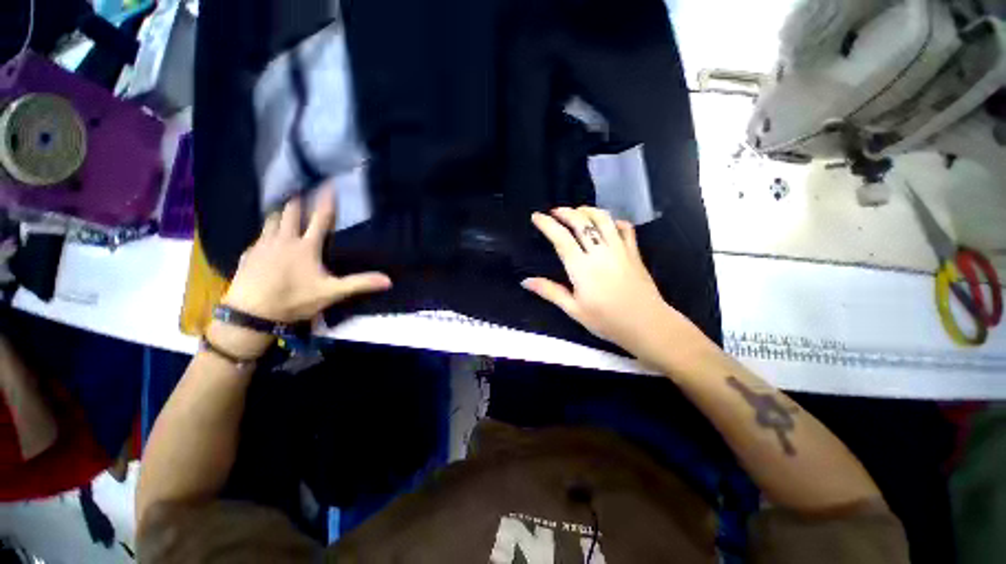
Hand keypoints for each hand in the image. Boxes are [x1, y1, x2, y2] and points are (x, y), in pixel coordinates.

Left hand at [214, 191, 391, 355]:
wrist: (252, 313)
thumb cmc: (294, 299)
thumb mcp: (332, 293)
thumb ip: (360, 283)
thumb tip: (388, 280)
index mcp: (306, 247)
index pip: (319, 218)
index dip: (325, 201)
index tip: (328, 184)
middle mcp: (284, 240)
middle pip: (290, 212)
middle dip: (298, 201)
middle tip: (302, 191)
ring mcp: (263, 245)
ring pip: (271, 220)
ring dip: (280, 213)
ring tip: (285, 210)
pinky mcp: (249, 255)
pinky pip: (259, 236)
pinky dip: (266, 232)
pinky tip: (267, 238)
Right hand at [523, 207, 688, 363]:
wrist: (647, 325)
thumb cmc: (607, 320)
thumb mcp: (574, 310)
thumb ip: (550, 292)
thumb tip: (525, 281)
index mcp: (582, 267)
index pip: (561, 238)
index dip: (547, 224)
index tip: (536, 216)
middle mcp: (600, 252)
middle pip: (582, 222)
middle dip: (566, 212)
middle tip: (555, 212)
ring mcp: (620, 250)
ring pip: (604, 219)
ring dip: (589, 211)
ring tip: (578, 212)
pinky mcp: (634, 253)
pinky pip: (626, 229)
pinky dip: (615, 222)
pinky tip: (608, 225)